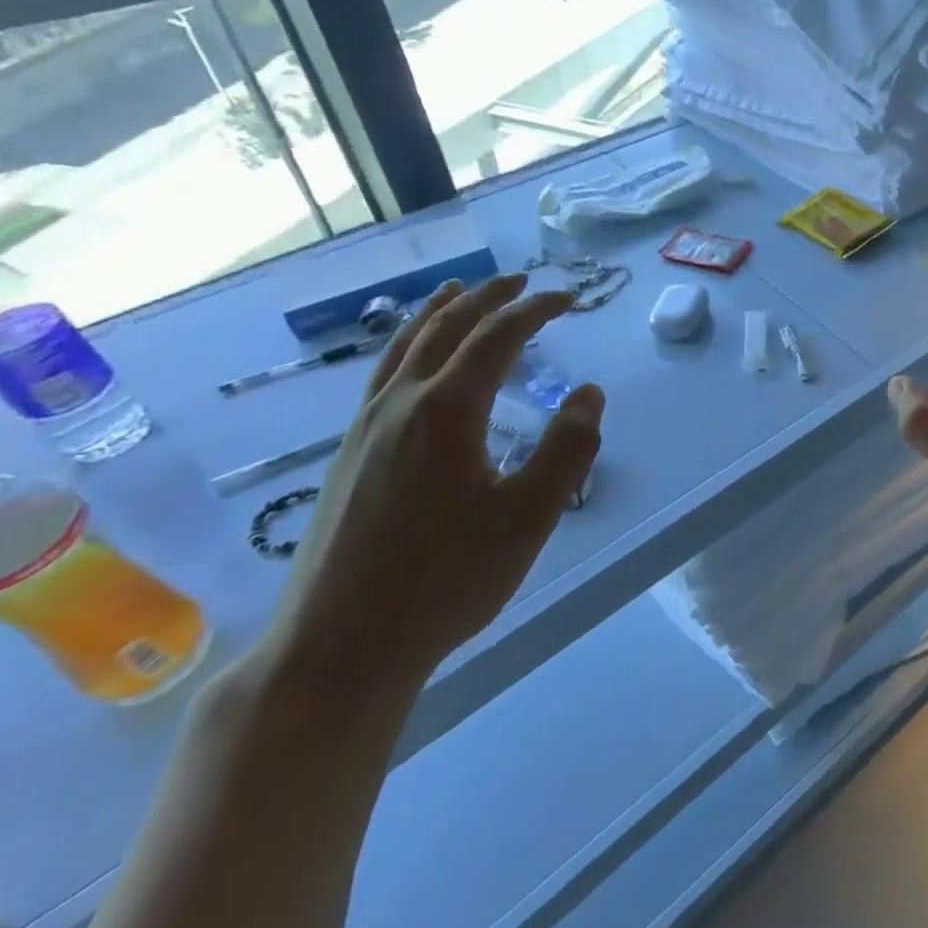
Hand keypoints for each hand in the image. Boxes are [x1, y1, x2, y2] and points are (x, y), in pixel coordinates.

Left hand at [261, 275, 604, 694]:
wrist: (338, 646)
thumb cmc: (446, 580)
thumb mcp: (529, 516)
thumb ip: (567, 448)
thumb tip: (588, 393)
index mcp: (447, 411)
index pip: (498, 337)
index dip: (536, 310)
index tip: (570, 298)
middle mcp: (401, 405)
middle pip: (446, 328)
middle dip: (487, 298)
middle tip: (521, 281)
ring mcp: (366, 428)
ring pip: (403, 347)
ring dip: (439, 312)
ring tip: (458, 291)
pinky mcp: (348, 454)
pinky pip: (383, 374)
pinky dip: (407, 345)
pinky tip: (413, 360)